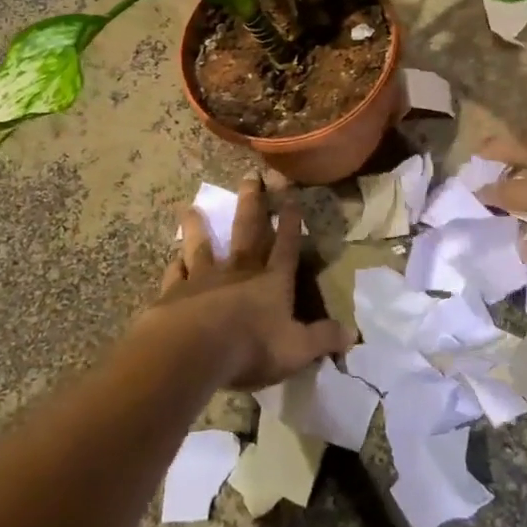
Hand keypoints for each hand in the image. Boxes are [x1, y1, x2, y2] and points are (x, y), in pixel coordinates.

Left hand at [146, 172, 352, 390]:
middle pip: (247, 230)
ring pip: (202, 245)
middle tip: (249, 176)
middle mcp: (239, 271)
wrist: (193, 350)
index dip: (290, 221)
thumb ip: (323, 339)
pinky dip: (175, 264)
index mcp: (272, 280)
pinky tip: (173, 257)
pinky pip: (176, 273)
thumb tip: (353, 335)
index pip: (286, 245)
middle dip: (251, 203)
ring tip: (192, 207)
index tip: (290, 194)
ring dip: (199, 227)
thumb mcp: (297, 349)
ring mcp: (204, 278)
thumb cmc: (251, 346)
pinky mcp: (175, 292)